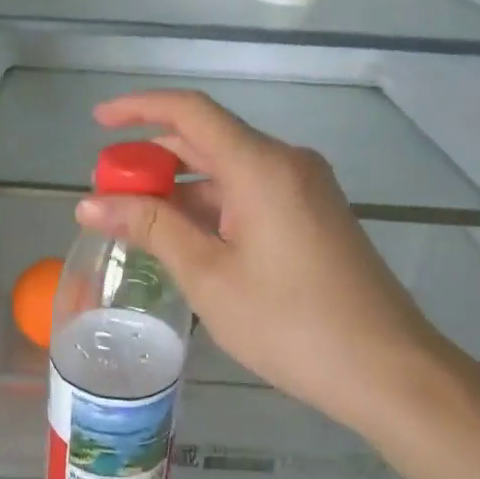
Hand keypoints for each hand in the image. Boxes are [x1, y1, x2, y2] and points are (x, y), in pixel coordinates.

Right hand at [76, 90, 479, 435]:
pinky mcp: (313, 215)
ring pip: (228, 171)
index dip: (139, 108)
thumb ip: (151, 228)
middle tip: (107, 189)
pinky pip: (250, 194)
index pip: (190, 112)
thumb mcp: (209, 276)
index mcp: (261, 166)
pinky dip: (210, 207)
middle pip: (207, 139)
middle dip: (152, 158)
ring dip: (180, 188)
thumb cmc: (290, 323)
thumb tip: (91, 204)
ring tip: (134, 221)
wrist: (388, 370)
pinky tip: (183, 239)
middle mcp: (286, 163)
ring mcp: (305, 189)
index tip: (97, 122)